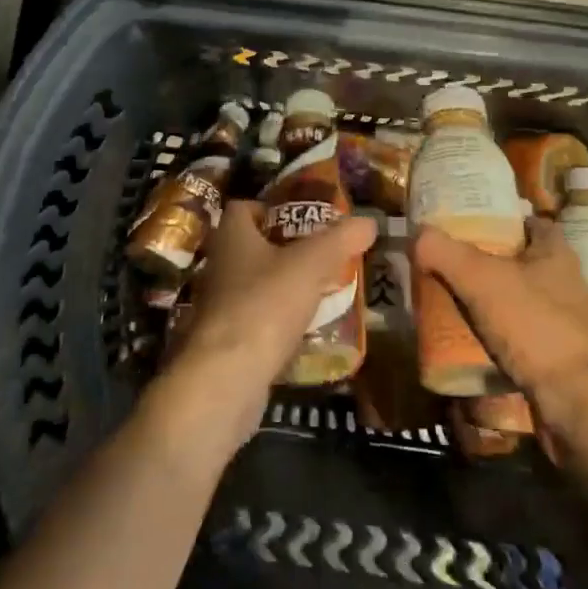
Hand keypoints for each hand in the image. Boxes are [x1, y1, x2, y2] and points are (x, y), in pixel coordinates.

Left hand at [163, 200, 376, 453]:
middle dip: (284, 250)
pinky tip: (305, 331)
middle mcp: (219, 266)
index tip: (302, 219)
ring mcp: (218, 307)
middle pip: (251, 247)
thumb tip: (369, 221)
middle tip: (320, 256)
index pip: (242, 208)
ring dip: (282, 288)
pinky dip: (277, 323)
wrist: (225, 380)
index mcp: (232, 237)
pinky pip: (255, 322)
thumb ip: (340, 240)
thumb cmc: (264, 305)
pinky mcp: (224, 343)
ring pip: (253, 286)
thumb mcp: (311, 264)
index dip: (270, 208)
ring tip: (320, 292)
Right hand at [413, 218, 587, 417]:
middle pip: (519, 262)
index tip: (468, 223)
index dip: (502, 219)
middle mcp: (564, 283)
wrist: (577, 401)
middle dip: (486, 263)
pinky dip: (494, 339)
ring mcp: (562, 323)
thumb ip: (445, 252)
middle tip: (447, 264)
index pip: (530, 222)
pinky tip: (466, 342)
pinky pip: (517, 340)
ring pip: (516, 302)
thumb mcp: (481, 278)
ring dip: (488, 304)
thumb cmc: (534, 324)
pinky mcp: (555, 359)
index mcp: (555, 253)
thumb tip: (417, 233)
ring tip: (448, 303)